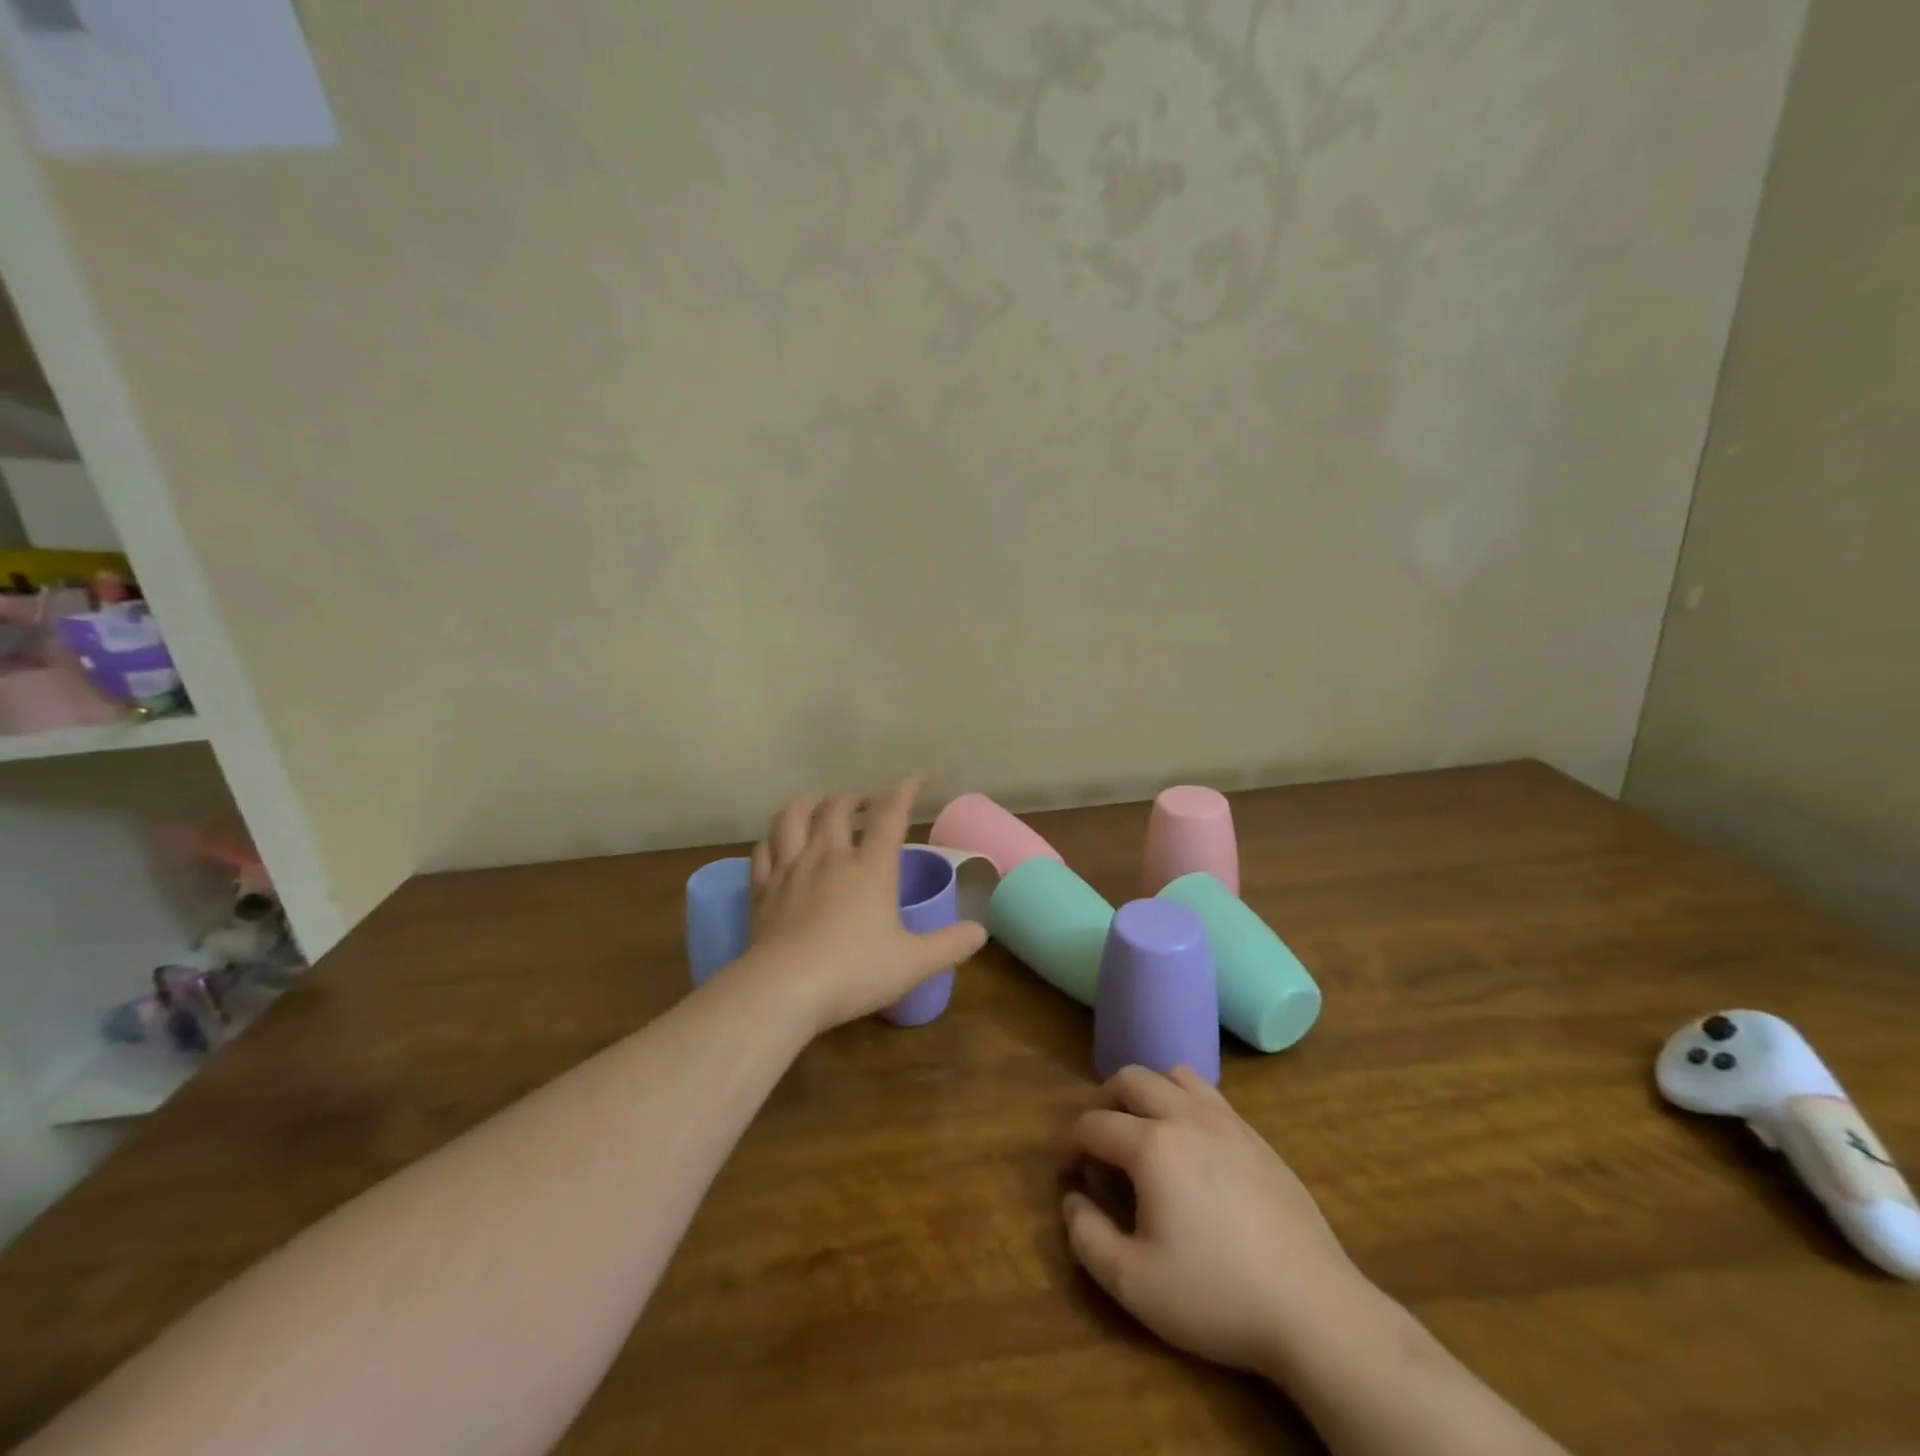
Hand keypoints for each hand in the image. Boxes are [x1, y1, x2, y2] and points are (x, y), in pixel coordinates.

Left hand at [741, 776, 986, 1033]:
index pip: (890, 816)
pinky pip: (764, 850)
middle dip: (855, 797)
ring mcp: (791, 870)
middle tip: (866, 802)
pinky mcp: (762, 889)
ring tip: (820, 805)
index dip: (904, 791)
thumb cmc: (854, 972)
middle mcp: (829, 857)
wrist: (783, 990)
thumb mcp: (913, 964)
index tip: (916, 779)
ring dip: (809, 803)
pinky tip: (780, 843)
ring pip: (794, 817)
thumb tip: (981, 931)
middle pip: (837, 808)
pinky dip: (774, 838)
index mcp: (870, 868)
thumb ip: (950, 945)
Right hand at [1059, 1065, 1376, 1378]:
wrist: (1314, 1308)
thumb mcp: (1133, 1284)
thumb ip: (1087, 1236)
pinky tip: (1191, 1145)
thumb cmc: (1217, 1296)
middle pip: (1130, 1079)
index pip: (1093, 1125)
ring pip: (1174, 1075)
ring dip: (1148, 1092)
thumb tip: (1072, 1199)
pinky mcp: (1257, 1136)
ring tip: (1143, 1130)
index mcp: (1151, 1145)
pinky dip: (1185, 1102)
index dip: (1069, 1144)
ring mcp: (1226, 1121)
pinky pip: (1209, 1095)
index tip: (1066, 1172)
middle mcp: (1185, 1116)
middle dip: (1103, 1102)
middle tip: (1098, 1141)